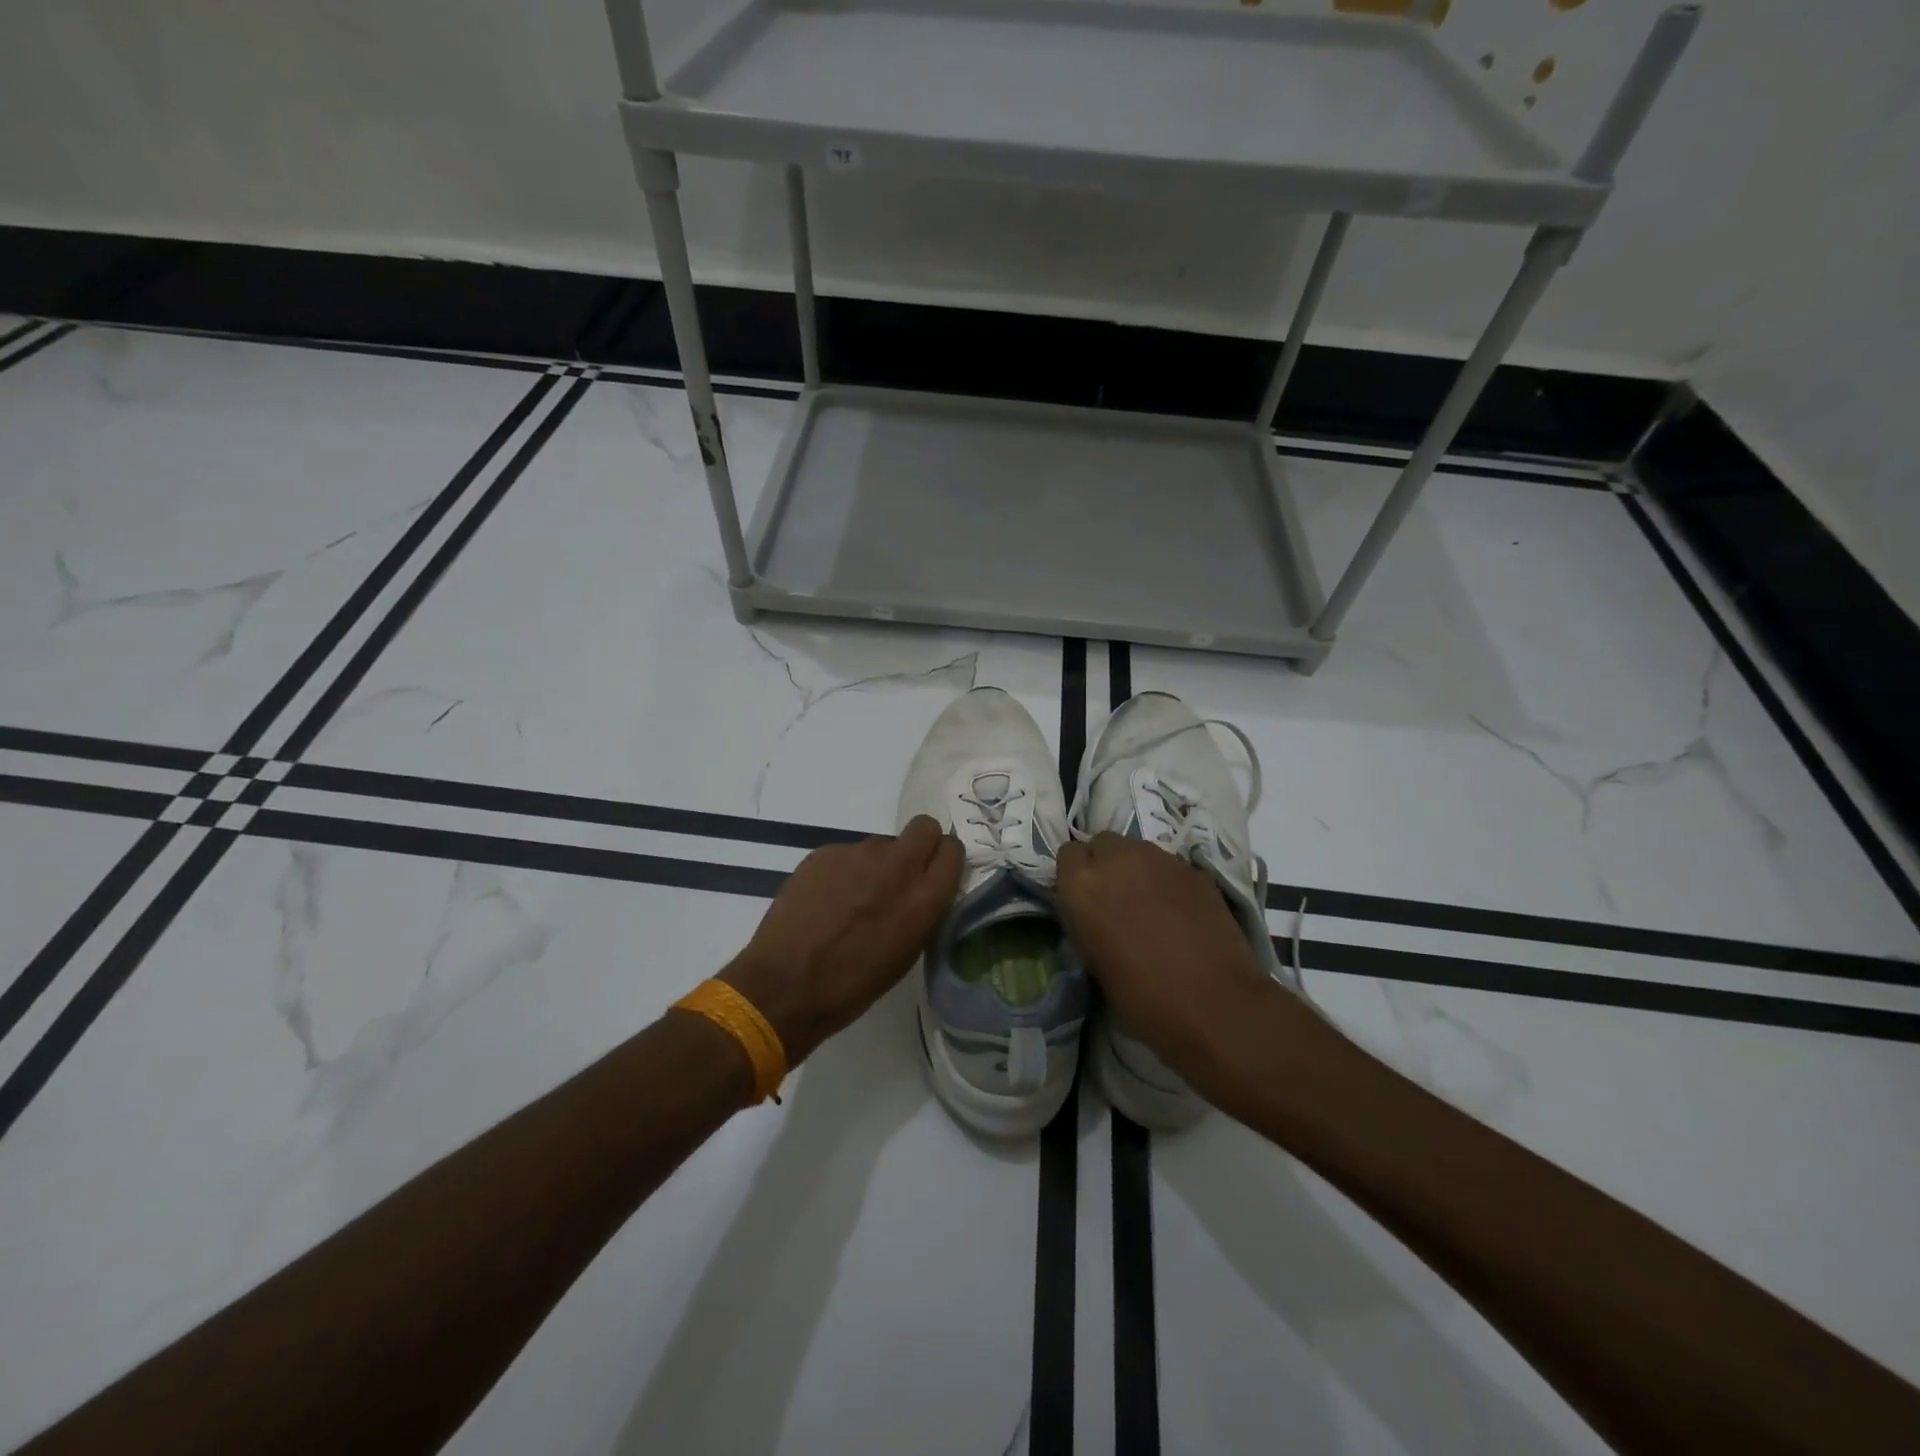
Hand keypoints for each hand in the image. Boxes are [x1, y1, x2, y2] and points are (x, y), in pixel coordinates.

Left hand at [721, 815, 962, 1065]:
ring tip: (854, 898)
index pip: (953, 851)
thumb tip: (922, 891)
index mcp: (923, 898)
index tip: (934, 873)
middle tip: (902, 872)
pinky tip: (826, 900)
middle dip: (920, 843)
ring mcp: (858, 854)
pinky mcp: (825, 852)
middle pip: (924, 826)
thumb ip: (922, 911)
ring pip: (882, 843)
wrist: (785, 985)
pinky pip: (847, 853)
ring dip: (877, 863)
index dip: (944, 859)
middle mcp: (896, 866)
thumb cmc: (852, 986)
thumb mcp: (906, 954)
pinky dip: (843, 871)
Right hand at [1056, 833, 1298, 1102]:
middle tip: (1117, 897)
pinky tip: (1179, 911)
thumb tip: (1093, 909)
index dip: (1076, 874)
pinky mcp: (1194, 868)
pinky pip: (1169, 865)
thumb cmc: (1142, 996)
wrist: (1214, 1004)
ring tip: (1150, 903)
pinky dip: (1167, 880)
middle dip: (1106, 864)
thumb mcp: (1093, 959)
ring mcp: (1159, 859)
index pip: (1068, 854)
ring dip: (1137, 869)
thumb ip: (1086, 919)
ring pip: (1138, 850)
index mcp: (1082, 884)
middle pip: (1103, 843)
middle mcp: (1117, 859)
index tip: (1085, 898)